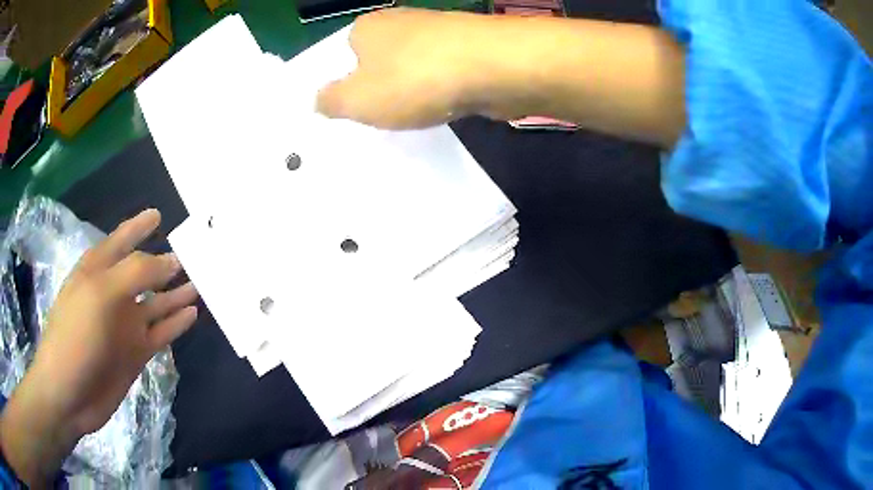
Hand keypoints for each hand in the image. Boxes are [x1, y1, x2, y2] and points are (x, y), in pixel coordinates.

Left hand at [0, 209, 197, 486]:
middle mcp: (113, 294)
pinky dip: (176, 323)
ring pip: (156, 302)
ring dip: (176, 292)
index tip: (158, 215)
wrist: (69, 393)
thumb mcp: (100, 294)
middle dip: (164, 260)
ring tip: (201, 280)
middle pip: (143, 271)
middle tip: (194, 250)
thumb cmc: (75, 335)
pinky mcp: (135, 352)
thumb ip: (135, 273)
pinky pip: (161, 332)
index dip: (138, 227)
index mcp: (97, 271)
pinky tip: (192, 313)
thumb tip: (171, 261)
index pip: (120, 240)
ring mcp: (124, 325)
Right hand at [317, 8, 499, 128]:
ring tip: (406, 120)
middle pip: (378, 61)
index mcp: (366, 28)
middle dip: (376, 89)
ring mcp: (438, 34)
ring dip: (408, 92)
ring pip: (411, 68)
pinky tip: (439, 110)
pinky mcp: (467, 50)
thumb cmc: (414, 79)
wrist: (494, 68)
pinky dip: (437, 92)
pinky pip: (440, 75)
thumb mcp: (356, 100)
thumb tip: (319, 99)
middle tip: (374, 121)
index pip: (342, 54)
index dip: (342, 83)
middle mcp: (401, 22)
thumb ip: (331, 101)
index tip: (348, 111)